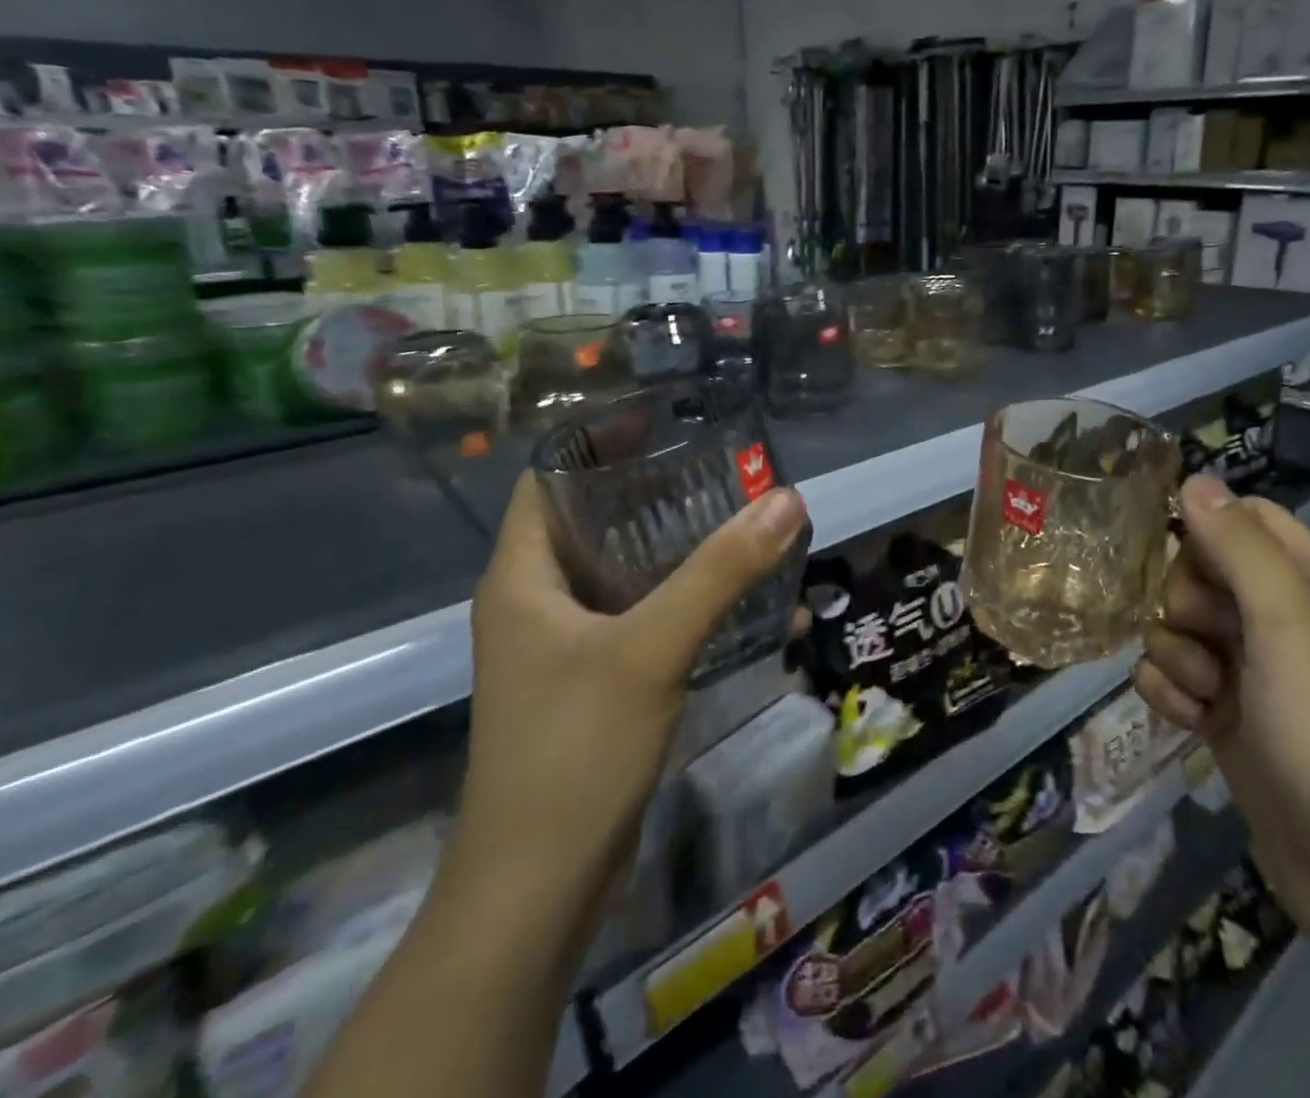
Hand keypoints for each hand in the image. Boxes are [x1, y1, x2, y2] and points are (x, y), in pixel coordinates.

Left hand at [443, 472, 808, 940]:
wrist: (541, 887)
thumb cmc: (575, 750)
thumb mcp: (652, 648)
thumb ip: (721, 572)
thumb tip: (787, 499)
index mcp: (522, 576)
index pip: (546, 479)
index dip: (596, 442)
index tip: (663, 422)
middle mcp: (537, 601)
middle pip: (595, 520)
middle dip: (655, 492)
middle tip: (720, 468)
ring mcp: (566, 646)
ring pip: (626, 572)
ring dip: (680, 549)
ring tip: (742, 521)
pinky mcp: (596, 682)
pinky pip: (644, 619)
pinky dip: (688, 602)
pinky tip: (745, 602)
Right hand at [1133, 476, 1309, 961]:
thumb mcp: (1293, 632)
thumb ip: (1241, 549)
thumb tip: (1194, 479)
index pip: (1247, 519)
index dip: (1207, 532)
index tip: (1183, 562)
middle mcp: (1289, 619)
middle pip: (1202, 569)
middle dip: (1186, 603)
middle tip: (1209, 642)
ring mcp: (1256, 670)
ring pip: (1179, 623)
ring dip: (1177, 656)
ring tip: (1208, 699)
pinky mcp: (1228, 715)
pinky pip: (1174, 674)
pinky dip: (1173, 694)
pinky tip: (1193, 725)